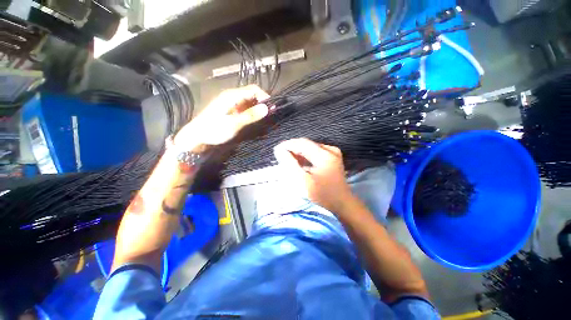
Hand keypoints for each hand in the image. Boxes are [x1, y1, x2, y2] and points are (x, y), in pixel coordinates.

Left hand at [174, 85, 268, 149]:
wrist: (198, 136)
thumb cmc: (214, 129)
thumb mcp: (234, 123)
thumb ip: (251, 115)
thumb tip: (267, 108)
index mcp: (232, 96)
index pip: (253, 89)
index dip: (264, 96)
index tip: (272, 108)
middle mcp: (232, 97)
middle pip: (252, 95)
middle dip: (262, 103)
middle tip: (270, 114)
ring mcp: (231, 103)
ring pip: (249, 102)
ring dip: (258, 108)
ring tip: (265, 118)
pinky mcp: (231, 110)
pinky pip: (245, 108)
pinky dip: (252, 112)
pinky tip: (256, 119)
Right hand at [274, 138, 353, 212]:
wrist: (342, 202)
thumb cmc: (323, 194)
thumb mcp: (304, 181)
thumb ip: (291, 165)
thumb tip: (280, 151)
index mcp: (324, 155)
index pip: (302, 143)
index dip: (288, 145)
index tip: (277, 150)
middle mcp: (330, 149)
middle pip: (307, 144)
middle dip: (293, 148)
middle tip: (281, 156)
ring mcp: (333, 152)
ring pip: (310, 147)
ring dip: (299, 152)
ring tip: (288, 160)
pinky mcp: (333, 156)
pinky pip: (315, 151)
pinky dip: (306, 155)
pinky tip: (299, 162)